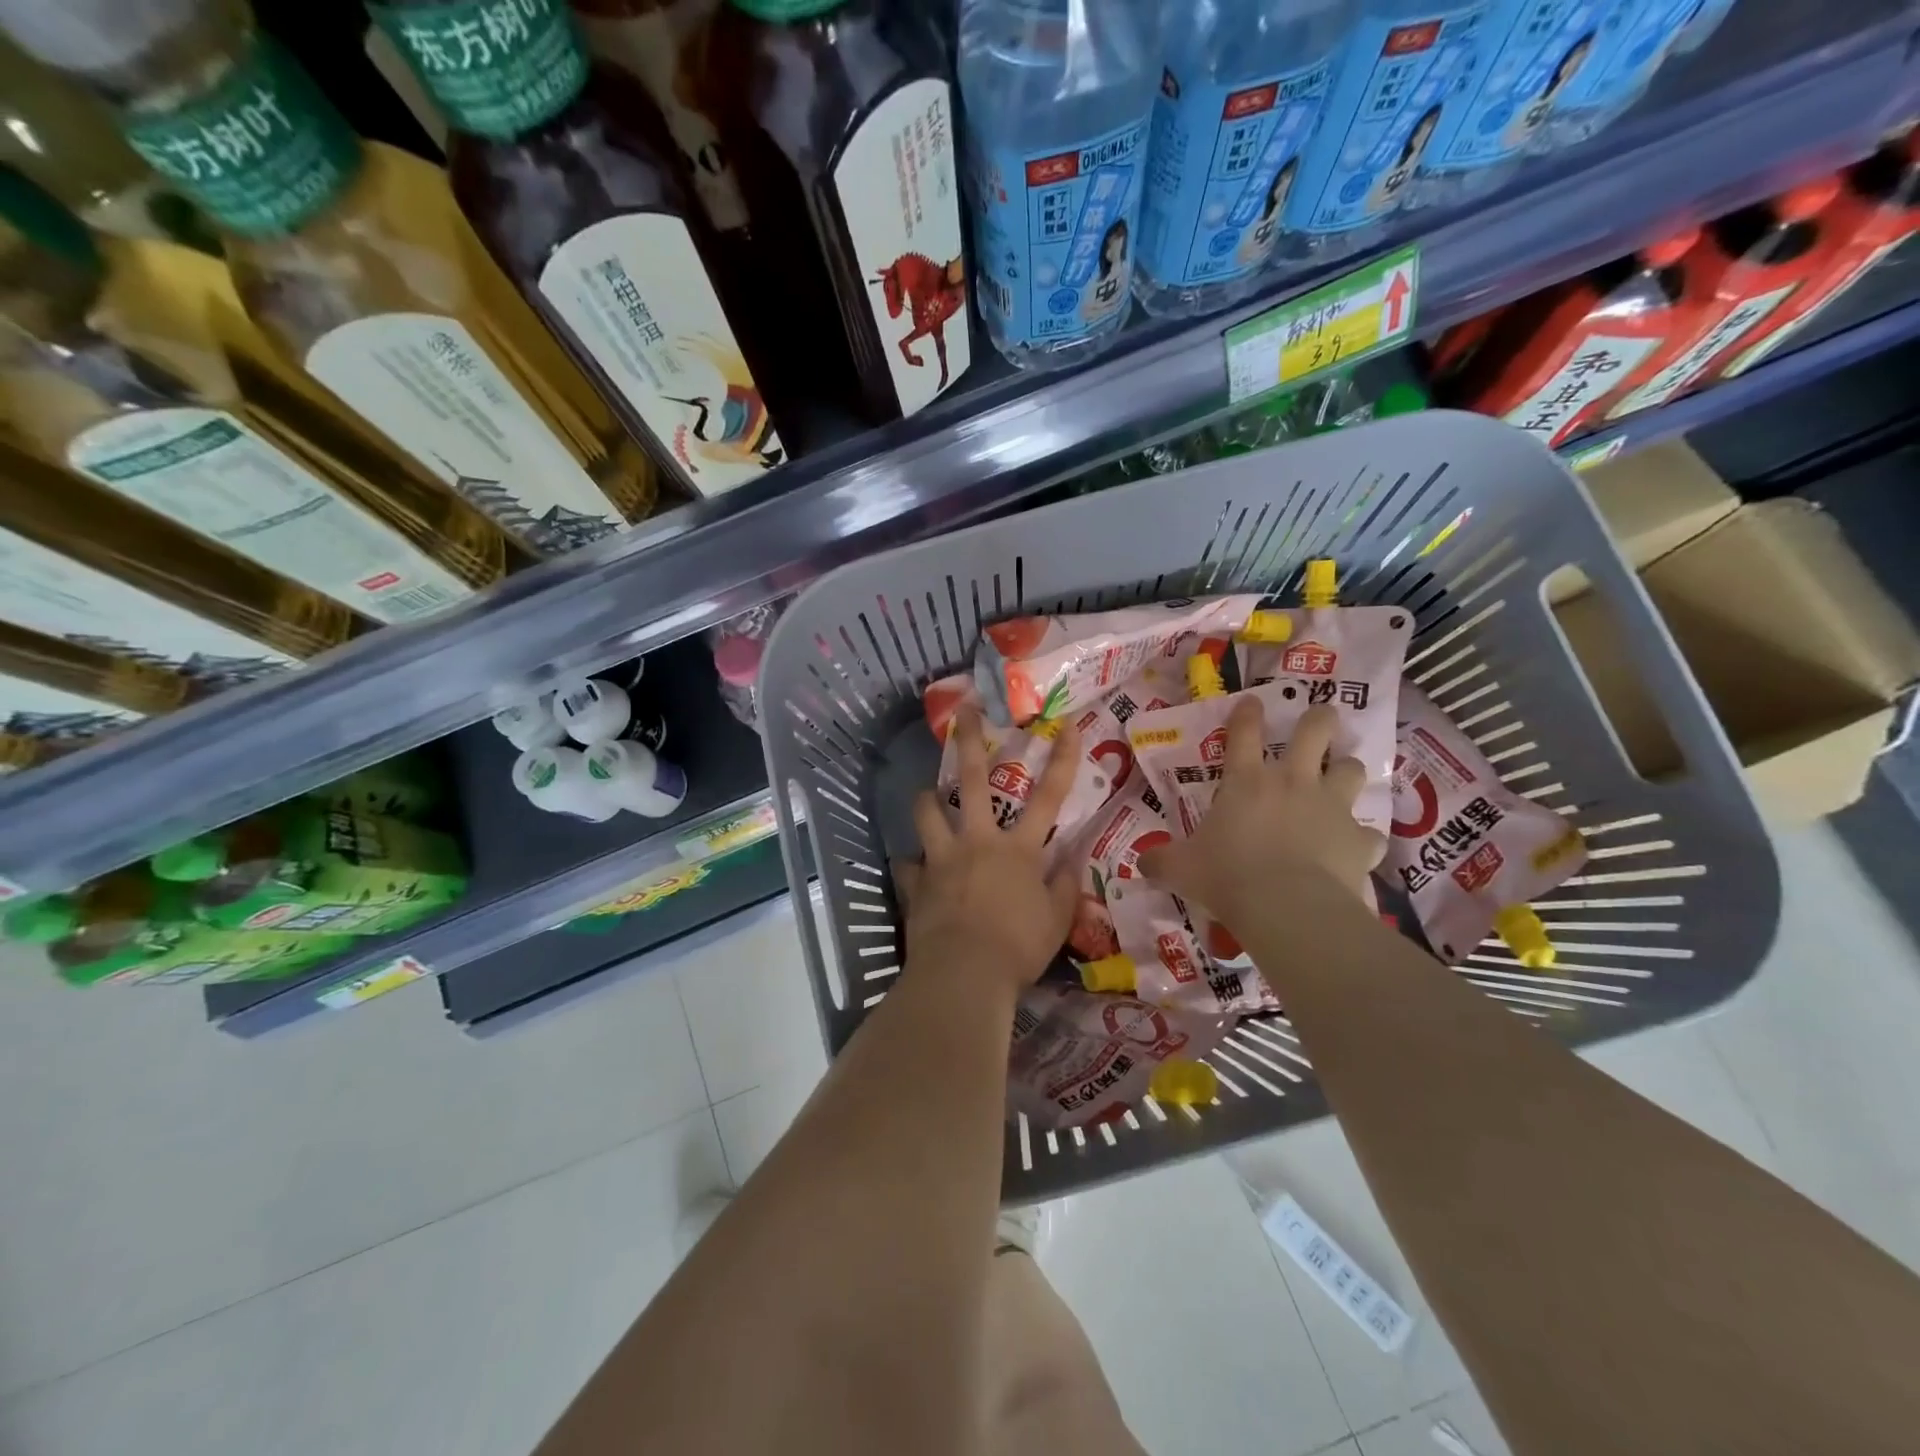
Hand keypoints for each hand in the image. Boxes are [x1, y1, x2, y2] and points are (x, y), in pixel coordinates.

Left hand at [900, 708, 1081, 998]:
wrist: (964, 974)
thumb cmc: (1018, 947)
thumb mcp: (1057, 922)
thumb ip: (1065, 889)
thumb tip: (1071, 864)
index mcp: (1018, 849)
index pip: (1050, 797)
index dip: (1062, 759)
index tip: (1067, 724)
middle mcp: (978, 842)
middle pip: (974, 782)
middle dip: (970, 742)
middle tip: (963, 712)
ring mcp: (942, 859)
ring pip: (927, 812)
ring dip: (925, 799)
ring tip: (924, 795)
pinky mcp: (916, 882)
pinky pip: (907, 866)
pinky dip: (910, 866)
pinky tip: (911, 871)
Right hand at [1140, 699, 1383, 928]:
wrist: (1288, 907)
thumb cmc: (1227, 877)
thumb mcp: (1181, 869)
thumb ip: (1161, 861)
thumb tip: (1141, 863)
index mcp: (1246, 781)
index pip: (1243, 733)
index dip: (1246, 713)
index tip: (1251, 701)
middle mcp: (1293, 782)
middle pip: (1314, 731)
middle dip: (1319, 719)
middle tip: (1320, 716)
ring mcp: (1332, 807)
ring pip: (1352, 769)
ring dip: (1347, 770)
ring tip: (1343, 776)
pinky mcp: (1359, 839)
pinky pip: (1370, 833)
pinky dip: (1363, 838)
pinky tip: (1357, 847)